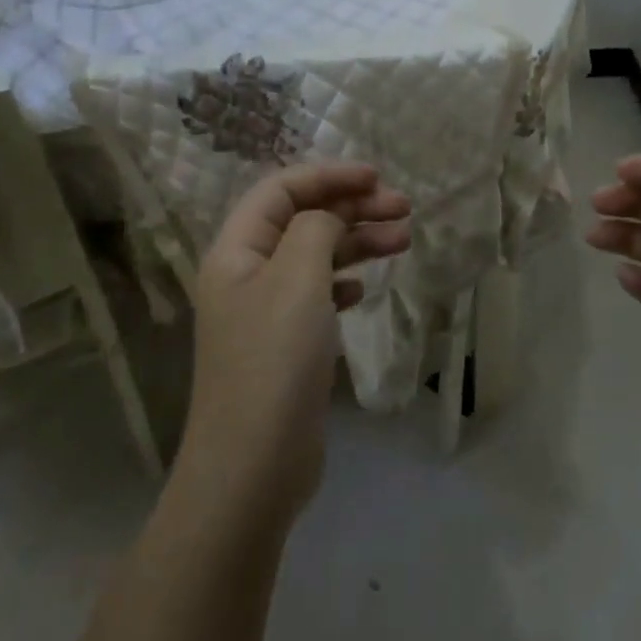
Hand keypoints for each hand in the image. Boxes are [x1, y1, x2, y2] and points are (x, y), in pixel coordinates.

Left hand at [181, 163, 411, 526]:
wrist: (254, 466)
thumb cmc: (274, 361)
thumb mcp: (298, 279)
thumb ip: (316, 229)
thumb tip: (329, 217)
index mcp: (236, 250)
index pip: (281, 189)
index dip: (328, 175)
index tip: (376, 177)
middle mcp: (246, 273)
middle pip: (302, 219)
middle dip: (352, 207)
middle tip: (403, 209)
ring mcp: (265, 311)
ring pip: (315, 256)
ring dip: (357, 242)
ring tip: (403, 239)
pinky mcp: (285, 344)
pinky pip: (317, 294)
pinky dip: (344, 281)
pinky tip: (365, 288)